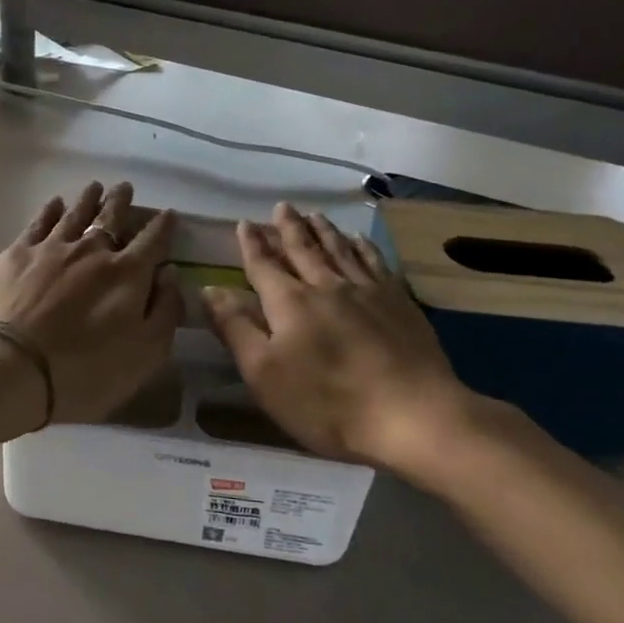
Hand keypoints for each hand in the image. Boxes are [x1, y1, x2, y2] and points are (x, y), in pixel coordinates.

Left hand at [0, 182, 181, 426]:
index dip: (163, 226)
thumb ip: (164, 311)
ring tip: (95, 187)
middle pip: (111, 218)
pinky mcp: (17, 255)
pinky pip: (39, 223)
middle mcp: (92, 251)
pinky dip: (50, 210)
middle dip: (121, 202)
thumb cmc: (86, 371)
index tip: (168, 214)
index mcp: (127, 274)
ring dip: (88, 199)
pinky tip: (54, 204)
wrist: (12, 367)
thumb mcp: (145, 354)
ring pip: (75, 214)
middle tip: (125, 187)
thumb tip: (169, 274)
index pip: (153, 241)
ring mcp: (52, 248)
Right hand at [200, 204, 493, 482]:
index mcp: (289, 303)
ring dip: (324, 231)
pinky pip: (375, 262)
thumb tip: (210, 289)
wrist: (412, 415)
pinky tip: (360, 240)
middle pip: (304, 249)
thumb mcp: (264, 374)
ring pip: (340, 250)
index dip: (252, 245)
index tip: (244, 224)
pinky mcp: (399, 303)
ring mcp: (367, 291)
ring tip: (315, 215)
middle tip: (282, 207)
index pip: (264, 266)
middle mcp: (326, 286)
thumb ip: (235, 329)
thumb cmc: (327, 403)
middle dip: (289, 228)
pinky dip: (363, 247)